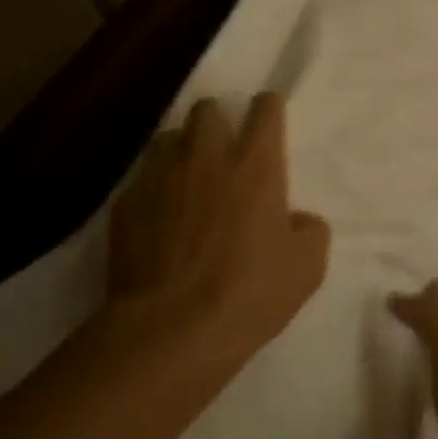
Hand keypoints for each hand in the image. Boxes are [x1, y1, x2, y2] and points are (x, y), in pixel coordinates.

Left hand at [108, 93, 329, 366]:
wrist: (170, 329)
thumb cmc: (247, 294)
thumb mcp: (306, 270)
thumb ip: (310, 232)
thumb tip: (300, 219)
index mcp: (255, 166)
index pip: (264, 110)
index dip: (268, 108)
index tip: (268, 117)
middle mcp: (207, 157)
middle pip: (208, 109)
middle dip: (216, 121)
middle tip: (222, 149)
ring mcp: (161, 175)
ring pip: (169, 137)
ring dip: (181, 150)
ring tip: (185, 178)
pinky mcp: (127, 202)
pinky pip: (141, 179)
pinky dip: (152, 189)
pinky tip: (156, 217)